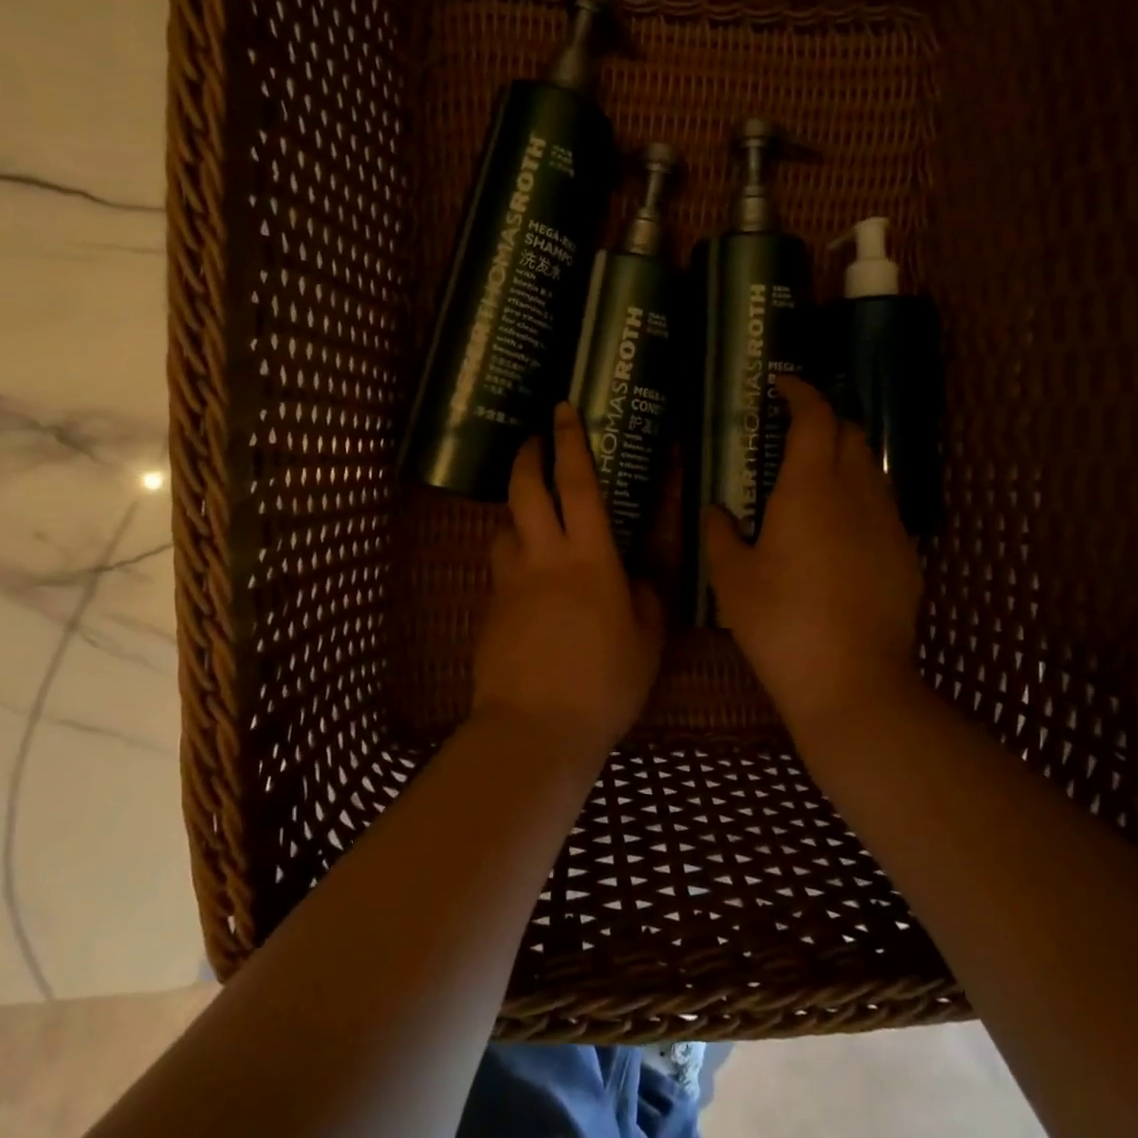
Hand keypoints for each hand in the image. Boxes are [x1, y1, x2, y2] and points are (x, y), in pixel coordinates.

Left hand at [473, 403, 664, 758]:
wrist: (535, 727)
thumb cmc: (604, 682)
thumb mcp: (647, 638)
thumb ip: (644, 594)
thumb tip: (635, 572)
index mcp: (589, 557)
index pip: (577, 484)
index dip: (570, 443)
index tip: (562, 410)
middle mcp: (542, 558)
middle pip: (525, 490)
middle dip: (528, 457)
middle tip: (534, 441)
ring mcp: (509, 583)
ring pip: (504, 528)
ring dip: (516, 513)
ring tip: (534, 521)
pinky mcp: (490, 610)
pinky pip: (500, 569)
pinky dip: (513, 560)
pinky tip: (530, 585)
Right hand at [704, 377, 923, 738]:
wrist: (852, 681)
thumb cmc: (780, 623)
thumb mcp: (731, 579)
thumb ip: (720, 534)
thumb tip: (718, 512)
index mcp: (810, 487)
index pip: (815, 416)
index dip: (800, 392)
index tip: (781, 385)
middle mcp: (857, 493)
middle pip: (852, 433)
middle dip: (825, 421)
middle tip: (793, 436)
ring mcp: (889, 524)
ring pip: (872, 470)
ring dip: (845, 460)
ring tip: (814, 485)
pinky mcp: (907, 556)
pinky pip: (883, 509)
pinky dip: (860, 501)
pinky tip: (839, 536)